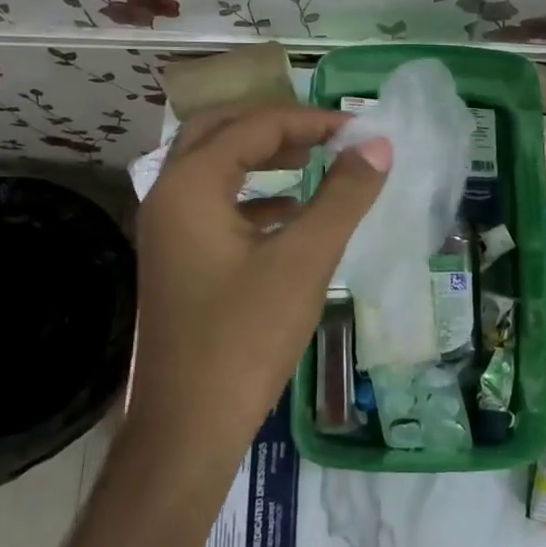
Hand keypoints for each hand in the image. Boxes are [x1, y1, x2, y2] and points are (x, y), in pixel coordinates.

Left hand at [130, 105, 389, 452]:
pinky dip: (253, 195)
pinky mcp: (178, 260)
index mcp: (190, 186)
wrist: (188, 426)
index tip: (358, 129)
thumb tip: (378, 146)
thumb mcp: (304, 259)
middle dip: (275, 125)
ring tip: (313, 159)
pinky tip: (292, 212)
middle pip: (220, 132)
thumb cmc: (245, 337)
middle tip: (325, 133)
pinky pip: (214, 205)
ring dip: (261, 156)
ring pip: (214, 168)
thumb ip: (342, 196)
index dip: (309, 120)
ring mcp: (167, 230)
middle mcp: (168, 196)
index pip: (253, 126)